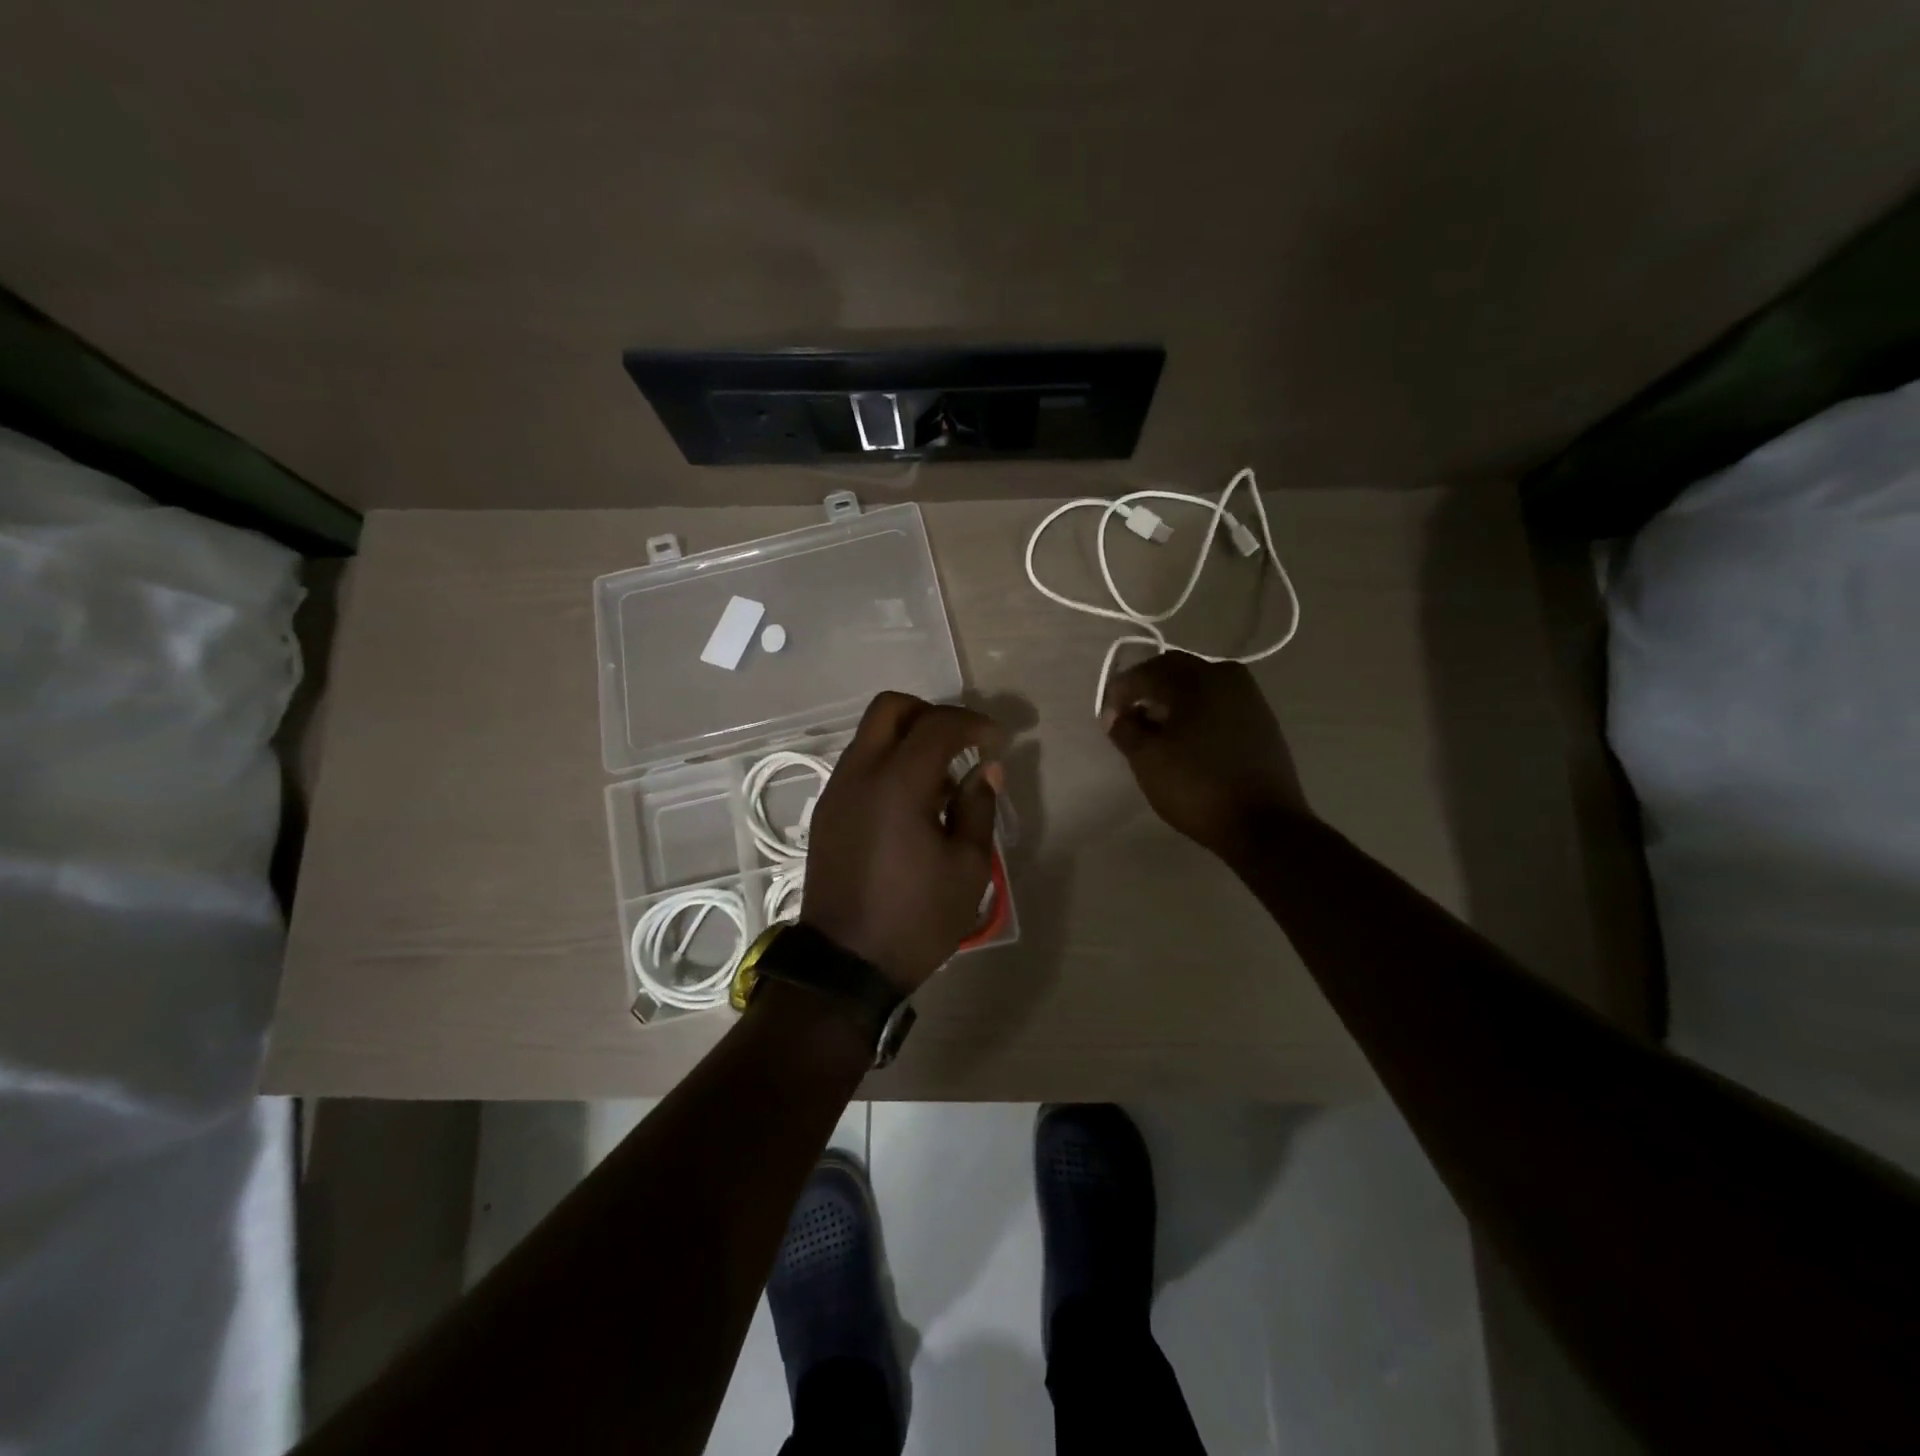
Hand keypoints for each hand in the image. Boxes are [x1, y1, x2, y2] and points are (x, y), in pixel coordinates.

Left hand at [802, 692, 1005, 992]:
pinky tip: (912, 803)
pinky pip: (860, 764)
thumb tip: (985, 770)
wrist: (845, 964)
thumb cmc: (915, 919)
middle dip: (931, 713)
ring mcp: (837, 791)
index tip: (997, 741)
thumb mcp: (967, 868)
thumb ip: (978, 808)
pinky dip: (889, 762)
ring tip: (941, 781)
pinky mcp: (827, 811)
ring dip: (908, 739)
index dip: (973, 724)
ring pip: (871, 735)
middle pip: (890, 708)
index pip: (938, 725)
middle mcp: (860, 774)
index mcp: (897, 784)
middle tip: (962, 743)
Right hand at [1102, 653, 1309, 859]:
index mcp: (1196, 679)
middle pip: (1174, 670)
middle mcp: (1225, 676)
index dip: (1120, 692)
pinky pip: (1218, 702)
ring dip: (1172, 699)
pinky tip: (1187, 737)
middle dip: (1146, 689)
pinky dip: (1196, 710)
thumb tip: (1116, 715)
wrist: (1265, 825)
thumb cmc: (1197, 787)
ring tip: (1156, 729)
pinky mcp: (1261, 719)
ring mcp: (1249, 696)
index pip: (1145, 672)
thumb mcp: (1147, 759)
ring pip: (1199, 684)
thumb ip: (1125, 729)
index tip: (1108, 719)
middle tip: (1128, 717)